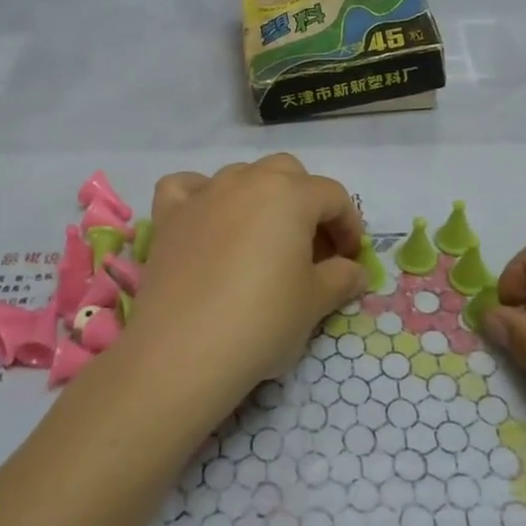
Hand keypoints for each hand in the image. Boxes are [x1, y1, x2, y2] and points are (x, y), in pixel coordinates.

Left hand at [124, 155, 366, 419]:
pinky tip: (208, 220)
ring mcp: (203, 194)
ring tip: (263, 240)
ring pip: (241, 175)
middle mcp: (246, 180)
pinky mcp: (169, 215)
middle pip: (287, 173)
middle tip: (311, 248)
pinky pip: (187, 187)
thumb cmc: (261, 321)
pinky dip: (201, 195)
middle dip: (306, 202)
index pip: (333, 196)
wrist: (183, 352)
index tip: (351, 259)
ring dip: (260, 198)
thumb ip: (341, 278)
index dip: (349, 225)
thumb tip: (356, 271)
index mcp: (290, 194)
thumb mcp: (314, 303)